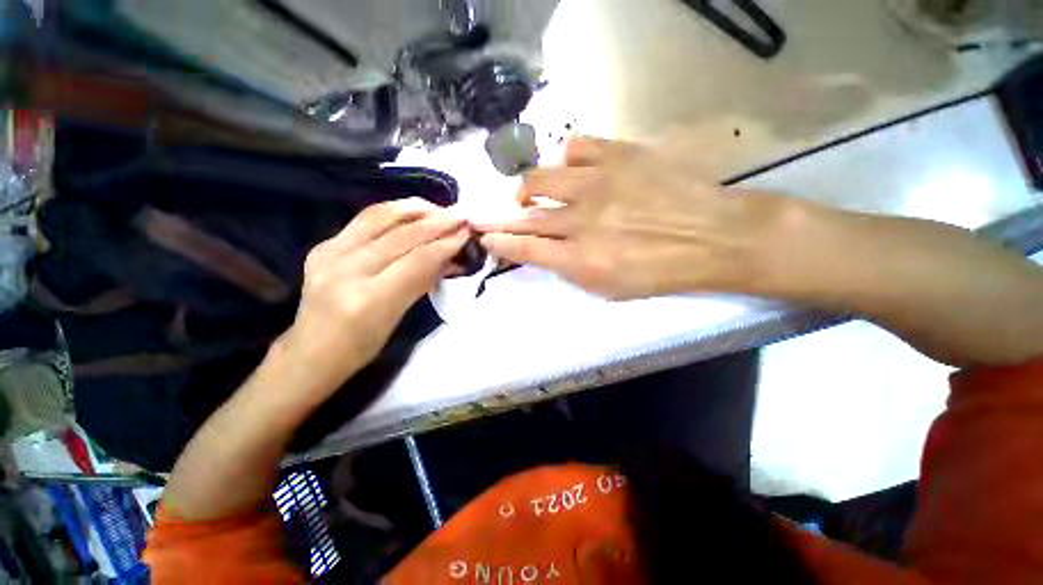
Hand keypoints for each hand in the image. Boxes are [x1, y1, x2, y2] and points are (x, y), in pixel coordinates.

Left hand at [278, 198, 468, 394]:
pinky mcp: (323, 244)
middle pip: (401, 236)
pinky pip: (364, 219)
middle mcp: (346, 270)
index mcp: (369, 299)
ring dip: (415, 209)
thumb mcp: (400, 317)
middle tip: (462, 215)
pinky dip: (393, 212)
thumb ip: (425, 281)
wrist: (312, 350)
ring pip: (379, 216)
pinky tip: (412, 212)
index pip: (418, 261)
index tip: (467, 232)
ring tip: (440, 208)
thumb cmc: (363, 345)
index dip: (446, 243)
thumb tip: (452, 258)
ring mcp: (329, 253)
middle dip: (437, 222)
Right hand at [477, 138, 784, 299]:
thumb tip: (543, 251)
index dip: (500, 242)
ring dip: (529, 189)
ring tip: (533, 194)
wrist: (714, 237)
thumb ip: (571, 269)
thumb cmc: (661, 273)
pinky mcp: (618, 155)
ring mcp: (598, 184)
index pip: (524, 248)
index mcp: (580, 260)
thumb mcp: (610, 289)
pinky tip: (572, 171)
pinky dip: (565, 160)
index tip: (485, 237)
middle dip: (502, 217)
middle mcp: (581, 221)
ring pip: (541, 178)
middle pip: (526, 215)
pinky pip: (575, 148)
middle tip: (498, 216)